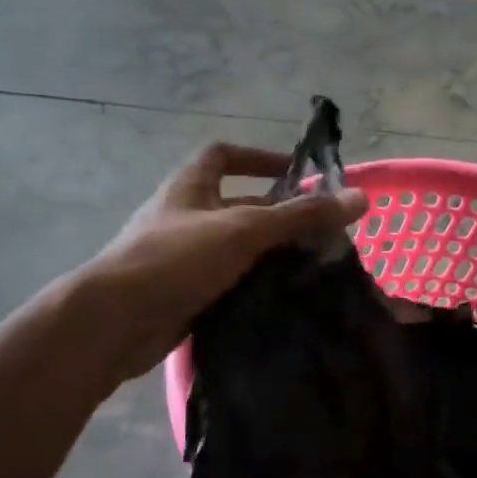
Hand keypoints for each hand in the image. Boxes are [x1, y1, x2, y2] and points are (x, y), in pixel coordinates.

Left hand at [86, 142, 367, 381]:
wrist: (115, 321)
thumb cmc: (176, 258)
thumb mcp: (244, 230)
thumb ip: (301, 215)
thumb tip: (361, 199)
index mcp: (190, 187)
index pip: (223, 155)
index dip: (258, 157)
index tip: (295, 173)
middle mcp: (184, 217)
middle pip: (237, 205)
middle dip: (276, 215)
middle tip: (320, 232)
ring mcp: (181, 258)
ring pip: (234, 248)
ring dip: (268, 255)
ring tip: (312, 268)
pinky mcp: (183, 294)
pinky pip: (226, 283)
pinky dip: (252, 287)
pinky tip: (282, 300)